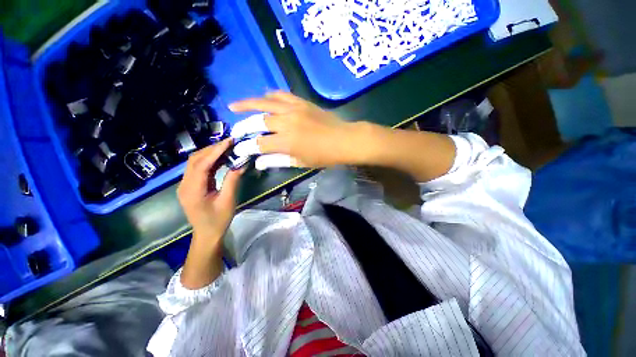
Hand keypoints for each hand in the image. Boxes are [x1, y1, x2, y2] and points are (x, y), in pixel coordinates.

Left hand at [177, 139, 242, 246]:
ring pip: (195, 162)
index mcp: (192, 190)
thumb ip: (232, 181)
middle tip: (230, 143)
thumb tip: (240, 164)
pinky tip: (221, 159)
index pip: (201, 164)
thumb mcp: (228, 201)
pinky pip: (199, 169)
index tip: (229, 141)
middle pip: (195, 160)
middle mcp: (184, 184)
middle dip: (212, 149)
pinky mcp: (190, 185)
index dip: (215, 151)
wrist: (207, 234)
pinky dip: (210, 161)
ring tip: (227, 148)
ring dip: (211, 153)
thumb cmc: (218, 220)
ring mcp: (186, 185)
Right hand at [229, 91, 361, 169]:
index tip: (238, 149)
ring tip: (234, 105)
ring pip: (265, 103)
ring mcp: (293, 109)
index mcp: (287, 142)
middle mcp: (286, 123)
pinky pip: (281, 94)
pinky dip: (270, 95)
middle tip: (235, 130)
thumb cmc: (324, 156)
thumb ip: (278, 161)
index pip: (259, 144)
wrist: (343, 139)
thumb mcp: (301, 162)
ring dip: (247, 104)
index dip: (247, 147)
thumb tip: (258, 163)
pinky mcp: (301, 102)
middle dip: (243, 127)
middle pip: (258, 122)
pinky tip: (263, 97)